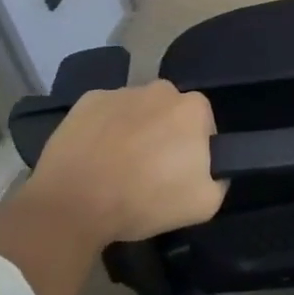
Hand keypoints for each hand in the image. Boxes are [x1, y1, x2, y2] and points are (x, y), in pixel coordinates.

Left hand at [25, 80, 224, 243]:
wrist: (73, 205)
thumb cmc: (144, 200)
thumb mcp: (204, 204)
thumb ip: (220, 179)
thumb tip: (212, 169)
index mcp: (194, 108)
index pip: (203, 127)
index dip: (193, 152)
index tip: (178, 175)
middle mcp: (162, 89)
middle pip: (170, 114)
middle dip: (164, 136)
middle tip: (149, 172)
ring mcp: (122, 91)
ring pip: (138, 111)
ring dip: (134, 131)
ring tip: (117, 168)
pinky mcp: (87, 100)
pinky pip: (105, 113)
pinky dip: (104, 130)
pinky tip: (94, 158)